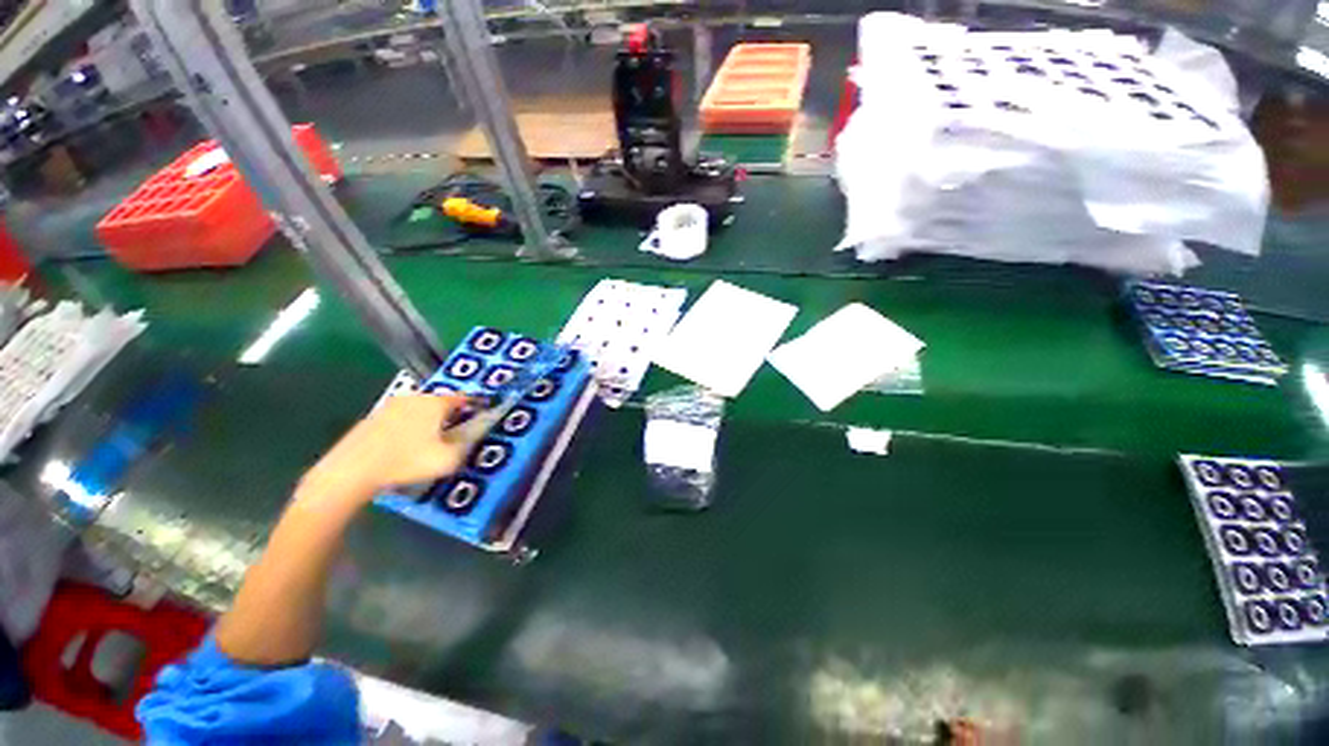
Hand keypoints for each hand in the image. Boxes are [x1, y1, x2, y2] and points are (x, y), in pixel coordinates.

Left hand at [298, 394, 474, 505]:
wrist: (351, 471)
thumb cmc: (407, 462)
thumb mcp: (448, 458)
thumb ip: (467, 443)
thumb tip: (474, 433)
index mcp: (436, 403)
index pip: (463, 398)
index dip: (475, 406)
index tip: (481, 414)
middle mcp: (415, 397)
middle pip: (441, 402)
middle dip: (451, 414)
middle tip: (456, 431)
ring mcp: (391, 405)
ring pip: (420, 410)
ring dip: (429, 421)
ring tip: (431, 441)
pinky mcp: (373, 417)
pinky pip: (402, 419)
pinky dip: (409, 428)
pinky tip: (406, 447)